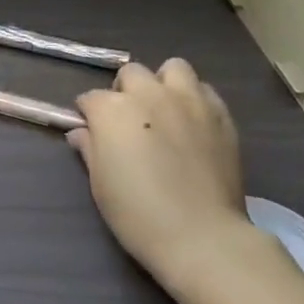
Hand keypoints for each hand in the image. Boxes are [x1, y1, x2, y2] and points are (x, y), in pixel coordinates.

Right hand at [68, 59, 267, 288]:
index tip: (91, 131)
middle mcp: (150, 94)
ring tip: (164, 110)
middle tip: (128, 119)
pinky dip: (194, 99)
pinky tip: (192, 123)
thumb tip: (81, 133)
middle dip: (124, 91)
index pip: (90, 98)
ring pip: (173, 68)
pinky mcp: (221, 115)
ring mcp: (189, 101)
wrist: (200, 236)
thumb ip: (90, 150)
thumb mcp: (100, 184)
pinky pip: (205, 91)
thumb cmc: (137, 214)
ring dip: (163, 83)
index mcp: (113, 110)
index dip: (88, 114)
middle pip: (131, 73)